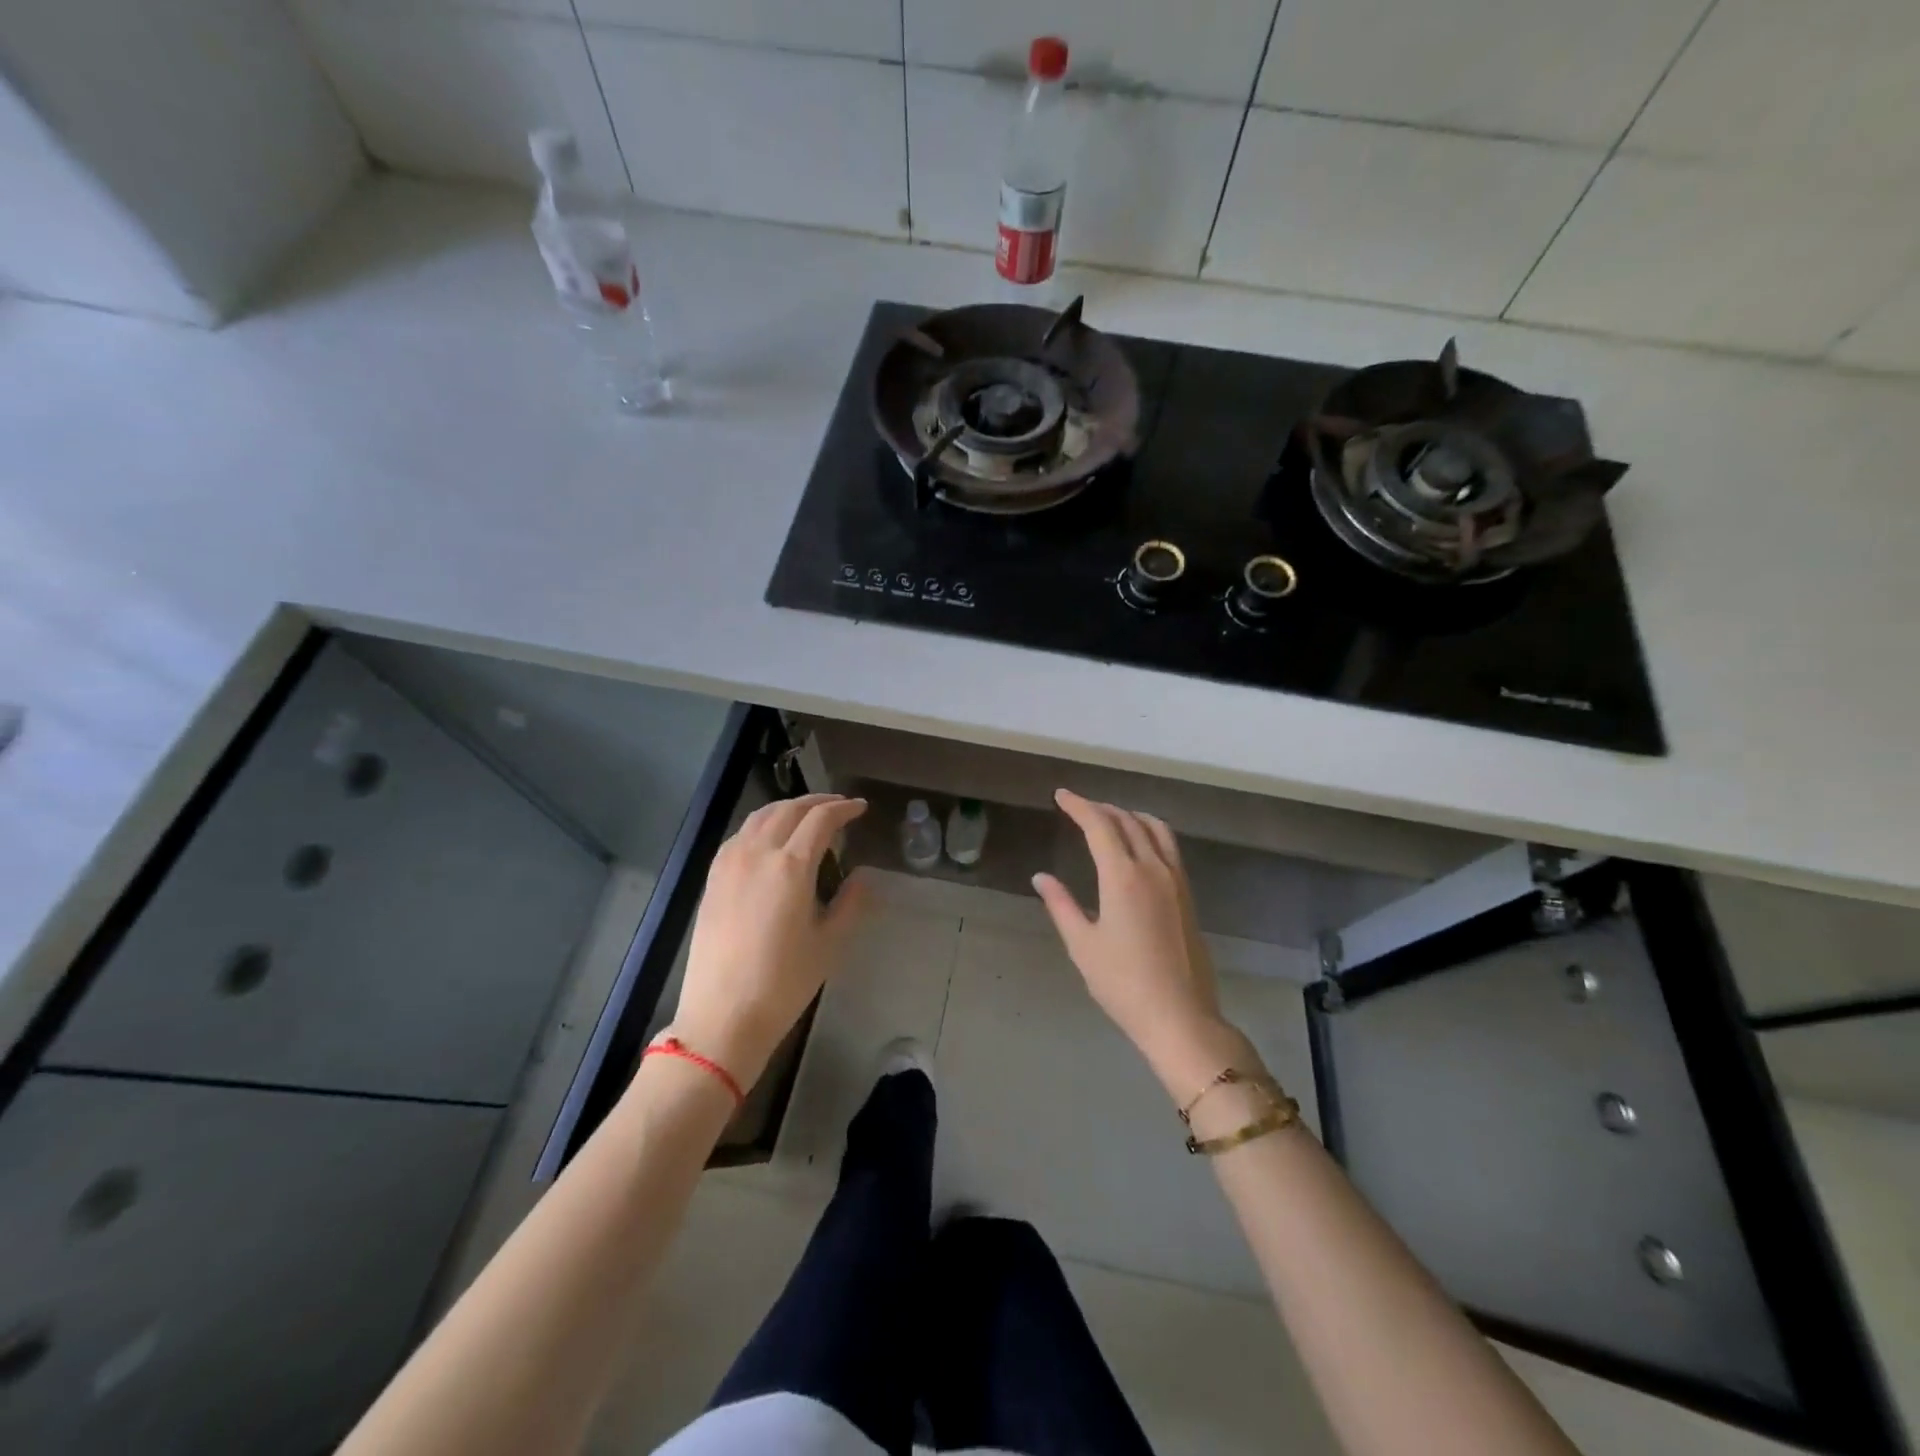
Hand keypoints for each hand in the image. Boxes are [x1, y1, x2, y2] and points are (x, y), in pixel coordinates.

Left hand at [667, 794, 868, 1087]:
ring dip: (788, 808)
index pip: (821, 819)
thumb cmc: (784, 982)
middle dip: (818, 802)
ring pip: (761, 816)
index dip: (844, 808)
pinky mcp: (713, 878)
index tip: (861, 808)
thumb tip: (862, 877)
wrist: (723, 1016)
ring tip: (807, 815)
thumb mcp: (829, 943)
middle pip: (789, 809)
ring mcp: (729, 863)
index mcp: (791, 866)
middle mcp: (758, 853)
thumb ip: (850, 902)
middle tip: (839, 806)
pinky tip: (770, 837)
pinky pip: (740, 834)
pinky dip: (762, 823)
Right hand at [1034, 789, 1257, 1100]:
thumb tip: (1041, 877)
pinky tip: (1138, 846)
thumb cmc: (1122, 983)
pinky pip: (1169, 846)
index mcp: (1123, 877)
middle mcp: (1153, 869)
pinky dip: (1149, 832)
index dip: (1079, 806)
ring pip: (1155, 829)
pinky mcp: (1188, 895)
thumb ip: (1061, 905)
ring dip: (1129, 815)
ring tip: (1109, 818)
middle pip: (1128, 821)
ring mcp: (1176, 880)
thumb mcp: (1082, 945)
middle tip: (1078, 807)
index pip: (1100, 825)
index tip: (1061, 796)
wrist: (1179, 1016)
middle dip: (1101, 808)